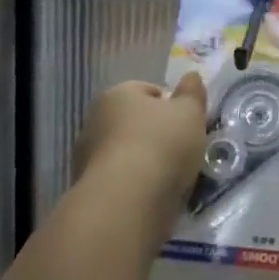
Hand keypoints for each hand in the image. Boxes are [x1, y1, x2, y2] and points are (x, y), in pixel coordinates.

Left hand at [75, 74, 207, 208]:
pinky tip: (153, 196)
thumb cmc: (161, 144)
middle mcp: (94, 121)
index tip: (188, 123)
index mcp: (116, 95)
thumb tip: (190, 76)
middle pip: (135, 122)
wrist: (126, 203)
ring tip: (171, 177)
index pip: (149, 90)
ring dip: (146, 162)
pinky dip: (135, 186)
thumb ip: (192, 91)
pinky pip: (120, 181)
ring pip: (127, 153)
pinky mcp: (87, 192)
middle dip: (157, 134)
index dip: (172, 105)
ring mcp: (86, 159)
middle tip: (182, 149)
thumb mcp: (190, 111)